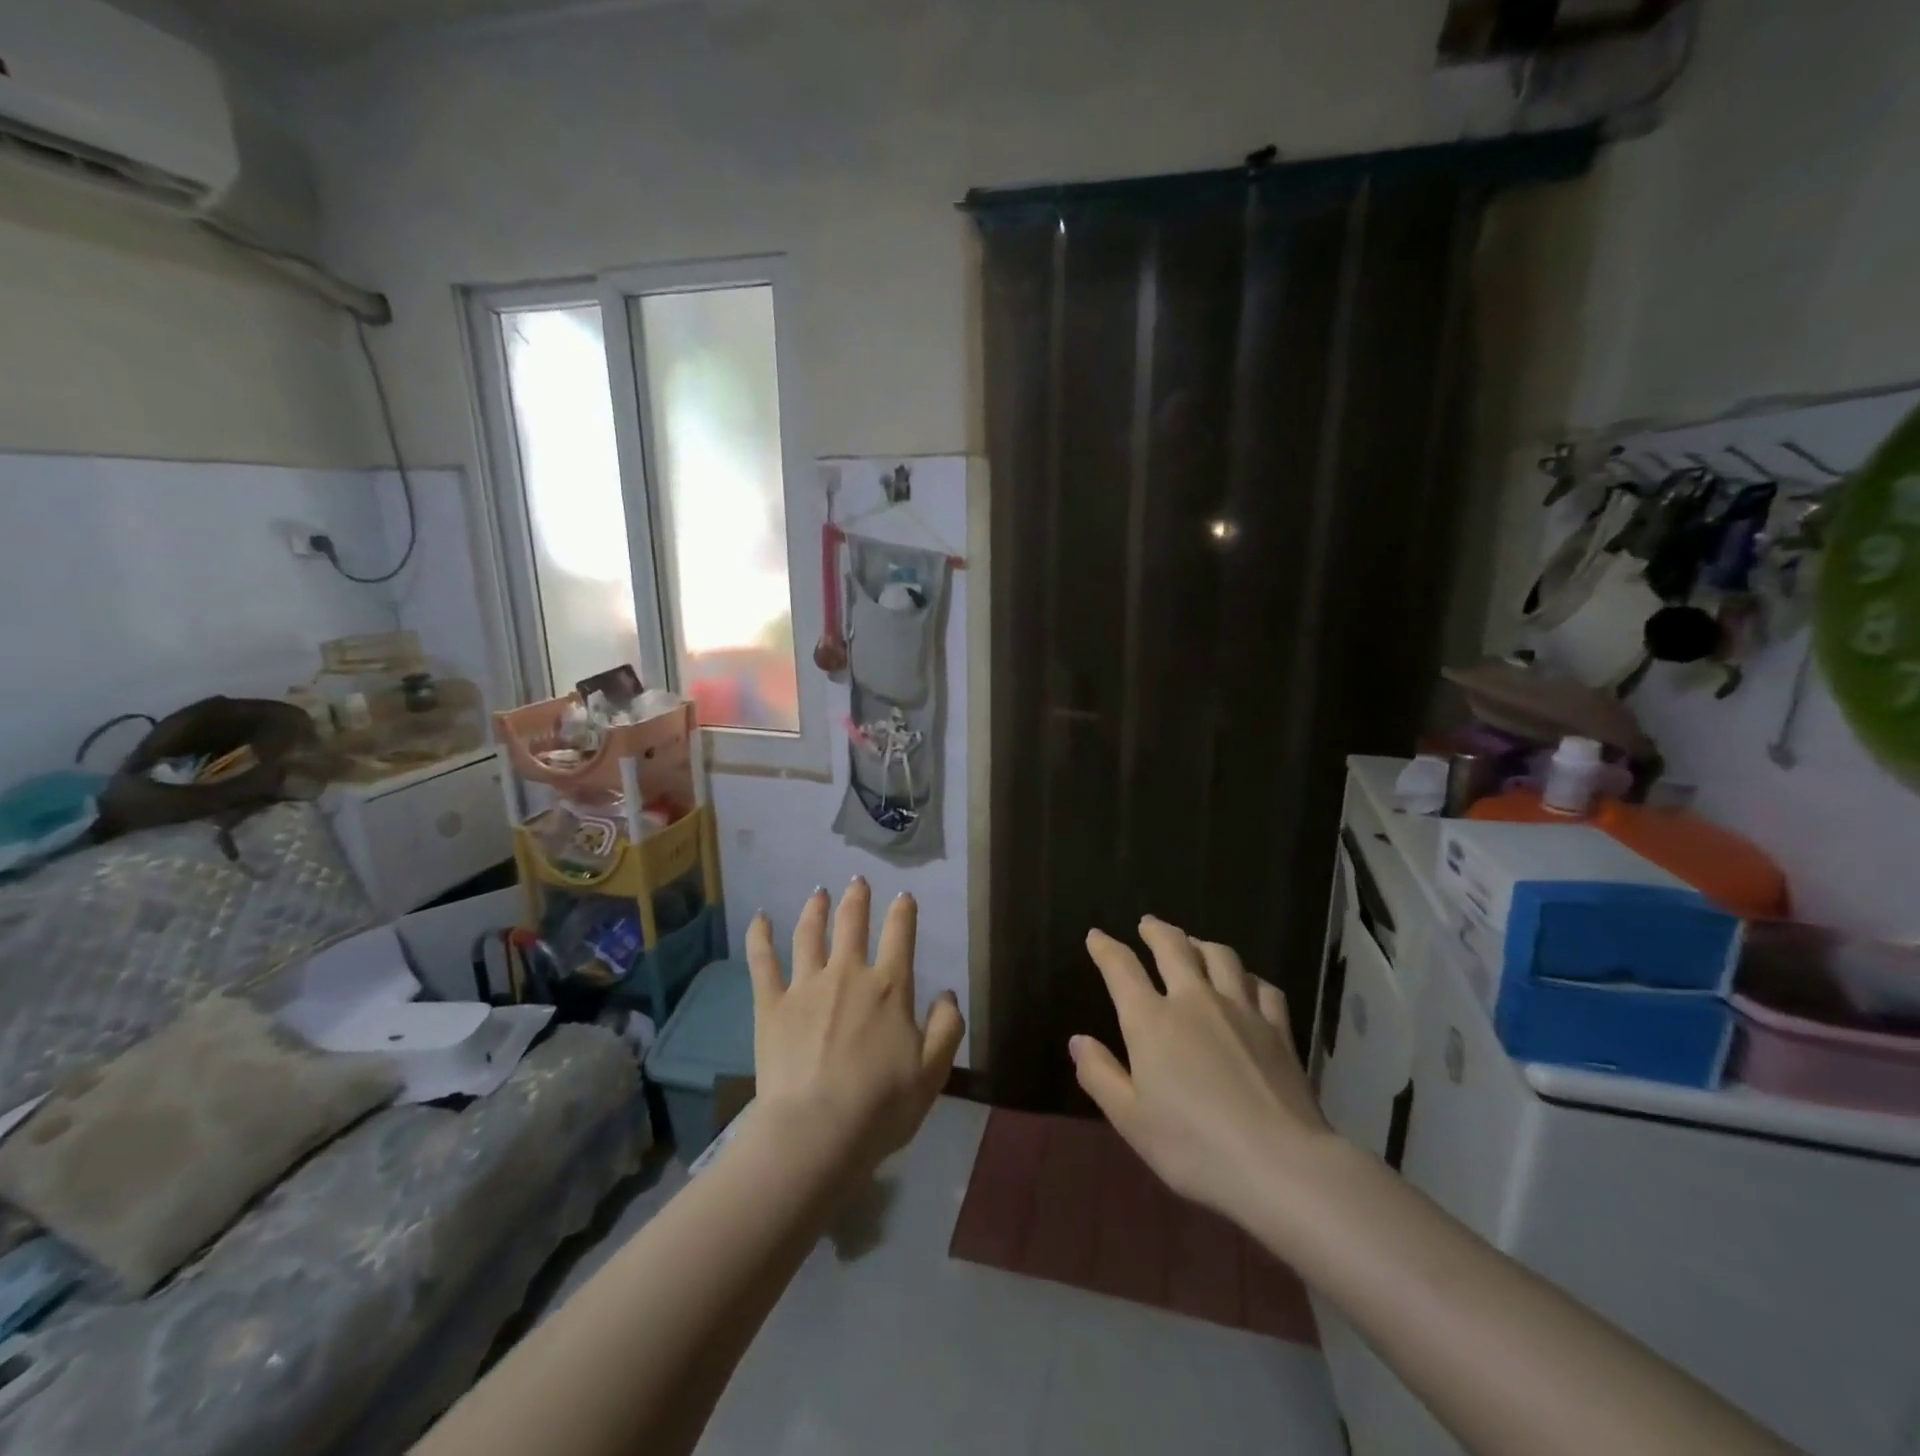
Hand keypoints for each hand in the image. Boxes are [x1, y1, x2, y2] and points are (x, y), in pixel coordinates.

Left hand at [746, 879, 964, 1171]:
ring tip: (818, 893)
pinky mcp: (771, 1005)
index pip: (900, 935)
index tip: (904, 896)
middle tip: (857, 881)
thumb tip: (948, 994)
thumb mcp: (933, 1073)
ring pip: (809, 934)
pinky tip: (758, 918)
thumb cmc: (881, 1107)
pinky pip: (762, 962)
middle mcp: (847, 974)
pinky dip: (759, 936)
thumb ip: (947, 1028)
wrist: (816, 1132)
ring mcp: (806, 986)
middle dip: (857, 899)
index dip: (903, 911)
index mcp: (889, 987)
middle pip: (852, 924)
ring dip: (815, 909)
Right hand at [1072, 917, 1331, 1223]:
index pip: (1121, 968)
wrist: (1280, 1164)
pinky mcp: (1278, 1028)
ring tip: (1194, 944)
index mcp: (1151, 1020)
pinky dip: (1248, 978)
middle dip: (1156, 930)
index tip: (1096, 936)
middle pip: (1173, 947)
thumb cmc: (1194, 1146)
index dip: (1105, 948)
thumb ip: (1100, 1075)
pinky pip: (1263, 987)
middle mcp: (1194, 1000)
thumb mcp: (1131, 1120)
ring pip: (1220, 957)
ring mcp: (1241, 1009)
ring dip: (1201, 944)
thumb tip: (1078, 1040)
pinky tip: (1247, 983)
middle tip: (1147, 924)